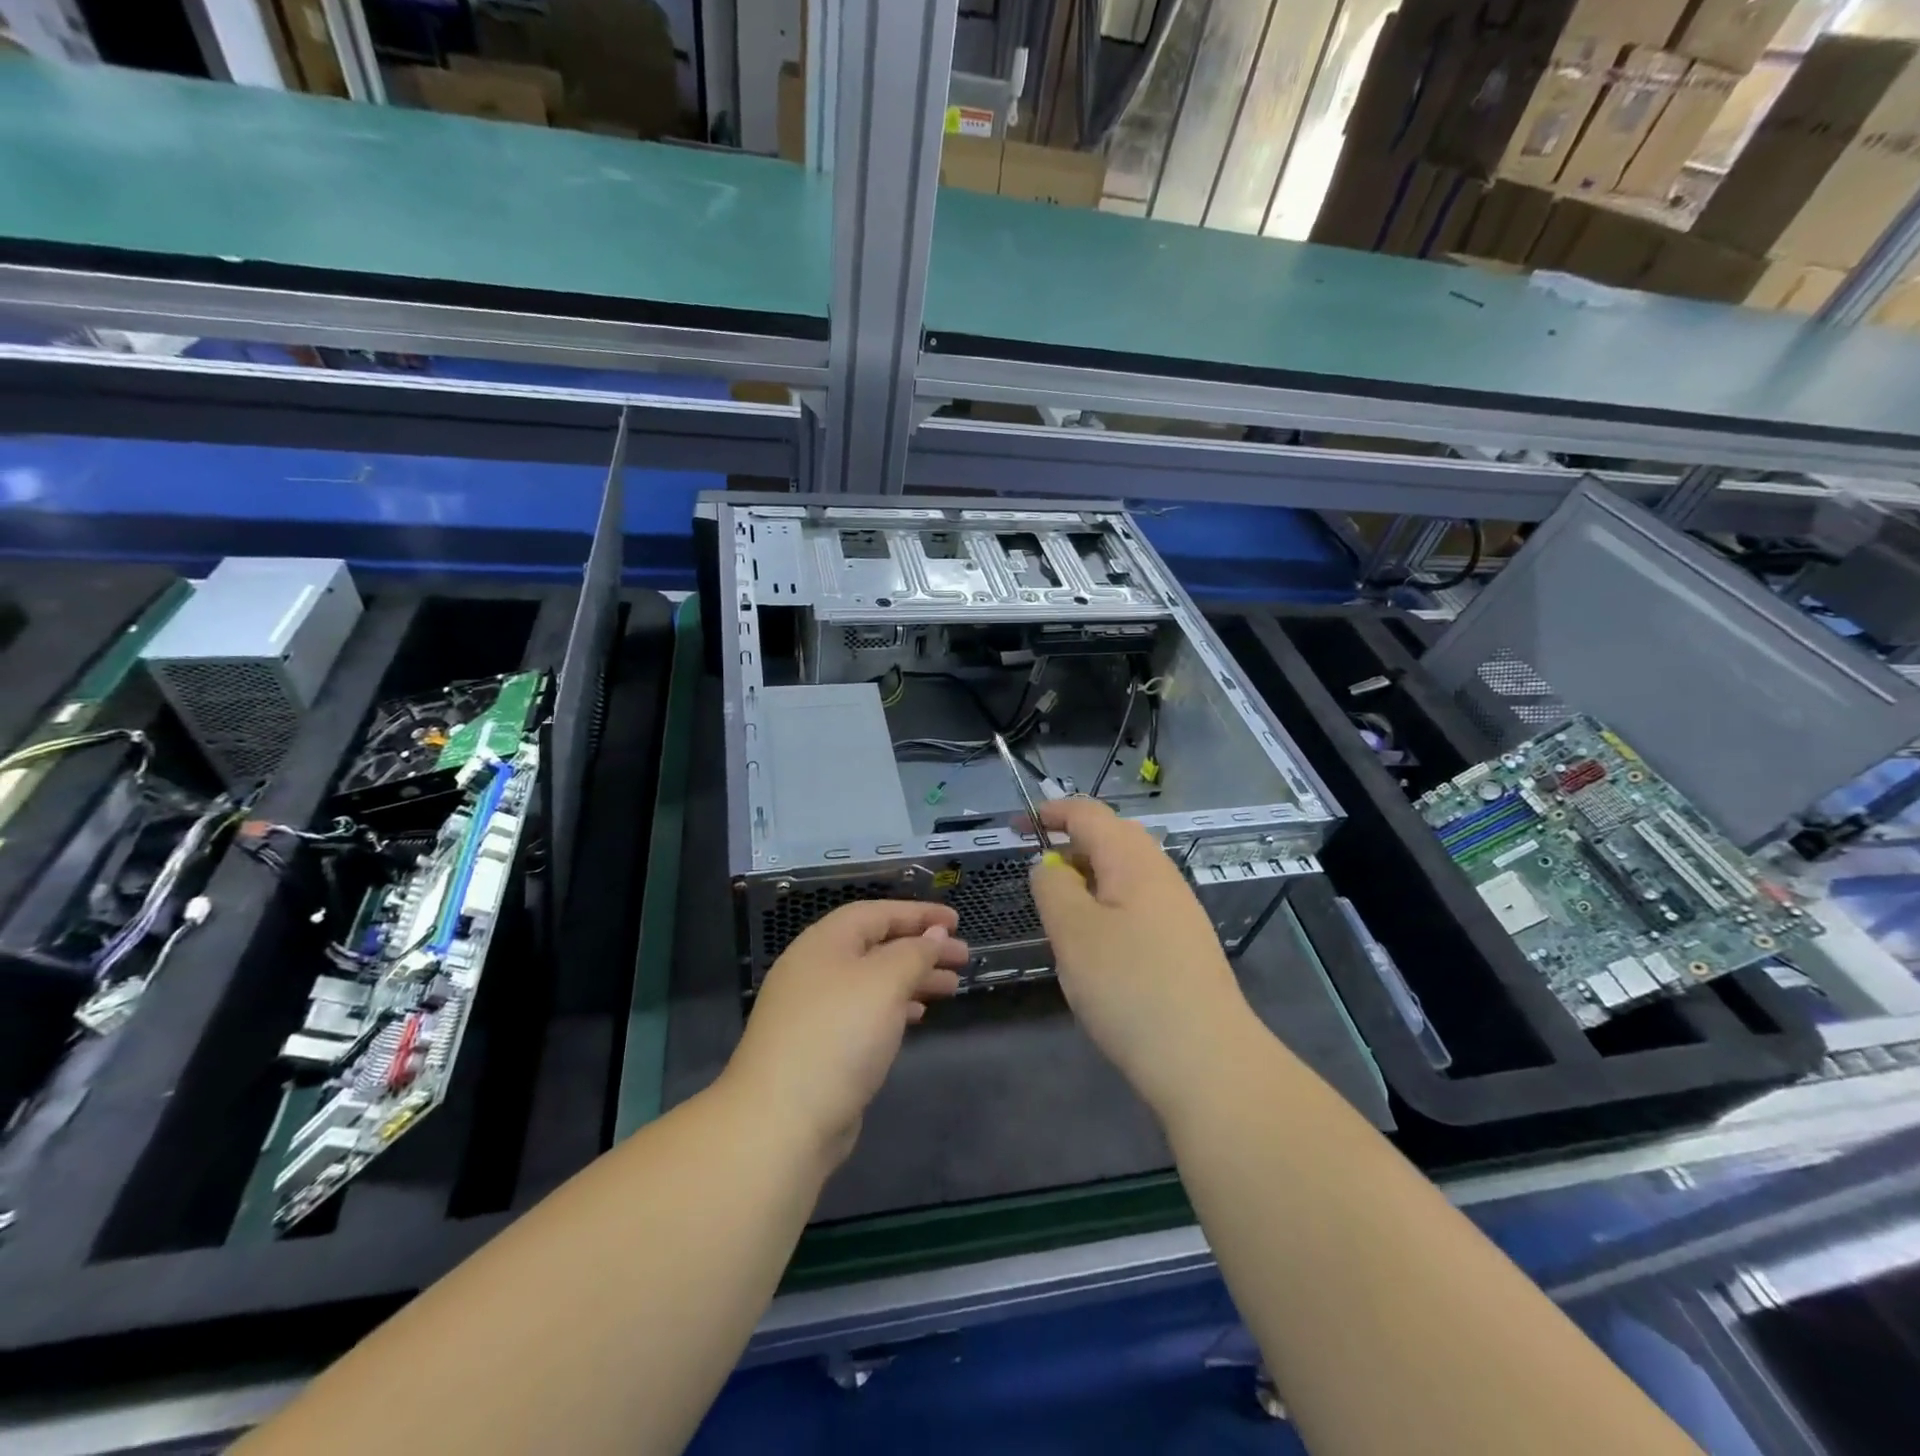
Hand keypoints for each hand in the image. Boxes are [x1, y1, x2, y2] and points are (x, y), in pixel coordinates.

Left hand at [722, 900, 967, 1163]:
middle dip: (921, 948)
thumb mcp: (884, 982)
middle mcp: (816, 969)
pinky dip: (894, 1007)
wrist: (782, 1122)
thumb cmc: (838, 1035)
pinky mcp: (819, 1045)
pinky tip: (917, 1016)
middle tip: (963, 957)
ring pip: (873, 980)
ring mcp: (815, 1009)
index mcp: (825, 943)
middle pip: (877, 946)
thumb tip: (933, 933)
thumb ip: (914, 953)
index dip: (919, 913)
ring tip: (951, 987)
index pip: (877, 913)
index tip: (957, 921)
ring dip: (913, 978)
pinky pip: (865, 1011)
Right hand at [1030, 798, 1260, 1119]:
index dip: (1051, 813)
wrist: (1207, 1060)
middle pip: (1113, 839)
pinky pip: (1137, 906)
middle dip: (1072, 846)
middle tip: (1038, 875)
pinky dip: (1107, 909)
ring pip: (1126, 875)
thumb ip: (1053, 887)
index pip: (1089, 814)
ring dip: (1089, 881)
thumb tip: (1049, 866)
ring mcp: (1179, 911)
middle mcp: (1162, 875)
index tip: (1017, 828)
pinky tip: (1098, 948)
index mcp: (1134, 861)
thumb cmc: (1130, 987)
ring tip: (1061, 915)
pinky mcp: (1184, 945)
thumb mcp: (1073, 931)